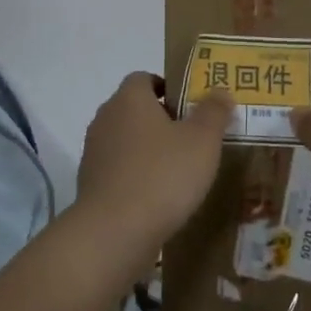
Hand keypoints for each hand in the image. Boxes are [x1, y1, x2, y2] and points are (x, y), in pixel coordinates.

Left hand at [76, 73, 230, 251]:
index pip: (144, 78)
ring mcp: (94, 152)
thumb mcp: (202, 141)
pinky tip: (158, 196)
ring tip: (179, 171)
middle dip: (161, 120)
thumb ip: (213, 113)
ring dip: (149, 150)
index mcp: (129, 98)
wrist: (114, 231)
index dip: (168, 88)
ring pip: (126, 140)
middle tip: (193, 139)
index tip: (191, 108)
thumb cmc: (163, 175)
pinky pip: (119, 169)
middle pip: (134, 109)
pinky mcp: (91, 183)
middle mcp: (106, 118)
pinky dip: (136, 175)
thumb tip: (220, 92)